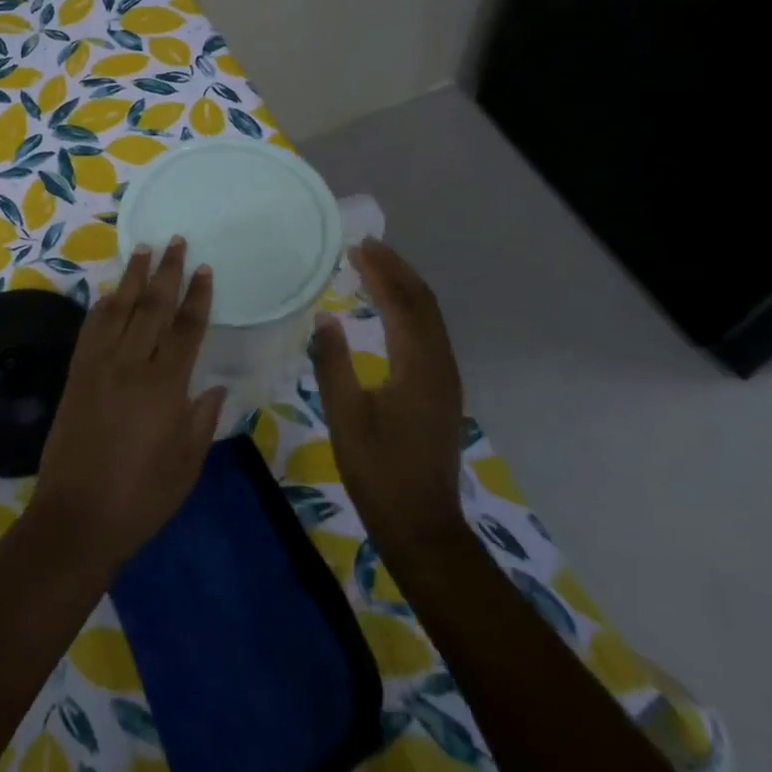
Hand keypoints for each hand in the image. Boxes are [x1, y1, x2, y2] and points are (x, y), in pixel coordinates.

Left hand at [32, 238, 226, 574]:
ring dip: (132, 278)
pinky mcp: (76, 375)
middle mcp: (131, 366)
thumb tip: (213, 385)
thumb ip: (201, 420)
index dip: (197, 296)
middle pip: (152, 308)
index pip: (186, 329)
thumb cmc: (141, 498)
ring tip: (143, 249)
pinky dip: (101, 307)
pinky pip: (90, 330)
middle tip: (175, 241)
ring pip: (119, 310)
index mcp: (165, 387)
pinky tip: (109, 293)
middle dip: (166, 272)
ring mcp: (98, 367)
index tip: (203, 268)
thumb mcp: (186, 465)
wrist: (77, 517)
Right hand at [312, 238, 466, 547]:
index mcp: (418, 366)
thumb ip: (332, 363)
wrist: (421, 525)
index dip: (381, 271)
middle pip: (424, 303)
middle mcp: (440, 364)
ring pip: (431, 318)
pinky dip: (411, 310)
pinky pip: (430, 334)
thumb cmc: (378, 471)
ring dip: (407, 288)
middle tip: (368, 247)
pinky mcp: (442, 391)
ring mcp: (446, 378)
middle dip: (398, 270)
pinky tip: (391, 311)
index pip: (402, 303)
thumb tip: (325, 317)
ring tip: (378, 268)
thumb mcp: (344, 416)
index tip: (357, 246)